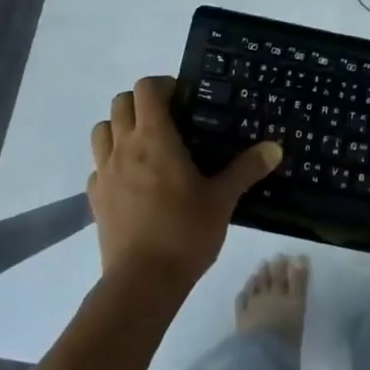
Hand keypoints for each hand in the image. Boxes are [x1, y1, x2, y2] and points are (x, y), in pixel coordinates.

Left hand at [89, 76, 281, 289]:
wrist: (142, 283)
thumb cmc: (184, 232)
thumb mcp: (223, 199)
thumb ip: (246, 169)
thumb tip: (275, 147)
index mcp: (154, 137)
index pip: (146, 88)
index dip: (163, 85)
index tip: (184, 99)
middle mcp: (124, 146)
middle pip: (120, 102)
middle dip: (141, 103)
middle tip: (168, 120)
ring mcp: (104, 172)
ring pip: (102, 130)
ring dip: (120, 128)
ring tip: (146, 146)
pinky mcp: (95, 199)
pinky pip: (97, 166)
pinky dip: (110, 163)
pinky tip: (131, 182)